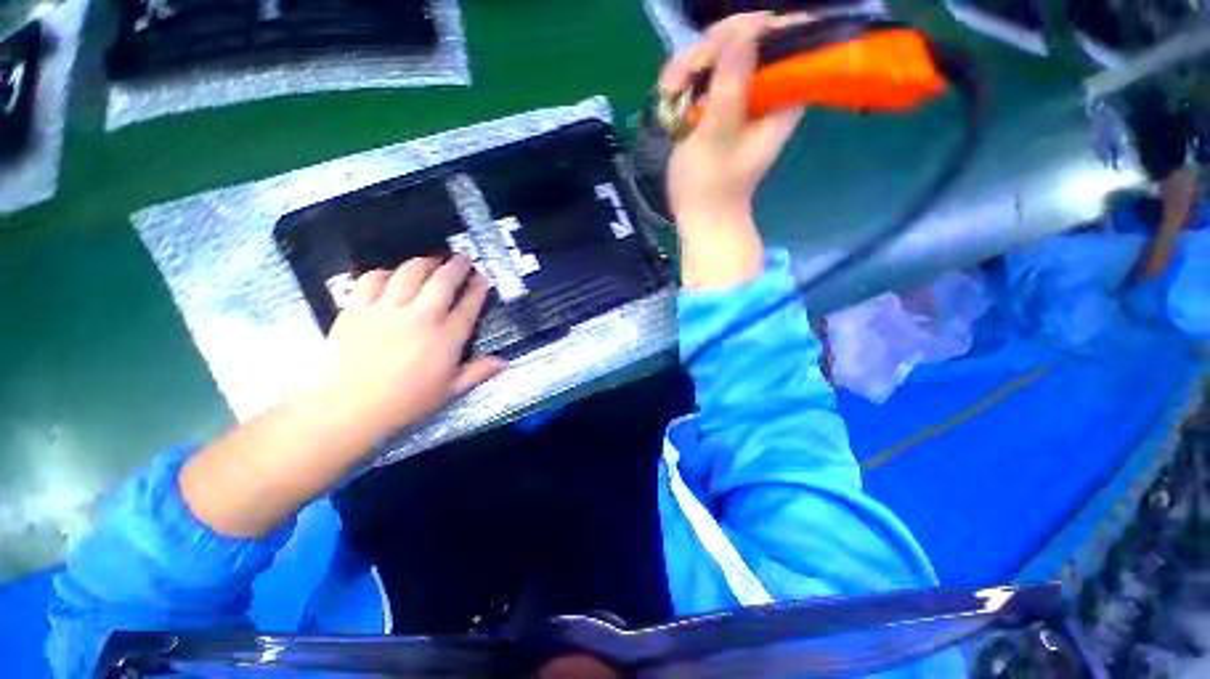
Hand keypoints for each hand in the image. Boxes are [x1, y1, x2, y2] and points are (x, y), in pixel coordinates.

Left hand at [302, 256, 505, 438]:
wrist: (347, 409)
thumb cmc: (405, 403)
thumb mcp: (449, 392)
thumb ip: (478, 372)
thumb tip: (505, 362)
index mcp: (446, 339)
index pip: (468, 306)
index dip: (477, 289)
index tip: (482, 278)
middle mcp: (421, 318)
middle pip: (443, 281)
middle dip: (457, 265)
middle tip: (463, 257)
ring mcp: (387, 310)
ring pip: (409, 273)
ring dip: (424, 262)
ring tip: (432, 260)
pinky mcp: (358, 309)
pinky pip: (372, 280)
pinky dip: (385, 273)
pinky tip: (390, 276)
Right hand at [658, 12, 806, 287]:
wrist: (701, 217)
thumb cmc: (711, 186)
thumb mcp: (719, 134)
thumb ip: (732, 82)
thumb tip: (746, 26)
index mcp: (782, 96)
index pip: (780, 36)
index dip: (746, 31)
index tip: (712, 52)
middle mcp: (766, 90)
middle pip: (745, 39)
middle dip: (708, 51)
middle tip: (680, 80)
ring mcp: (742, 97)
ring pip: (720, 54)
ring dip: (689, 67)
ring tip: (668, 93)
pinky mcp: (721, 107)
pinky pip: (705, 75)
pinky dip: (685, 82)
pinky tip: (669, 97)